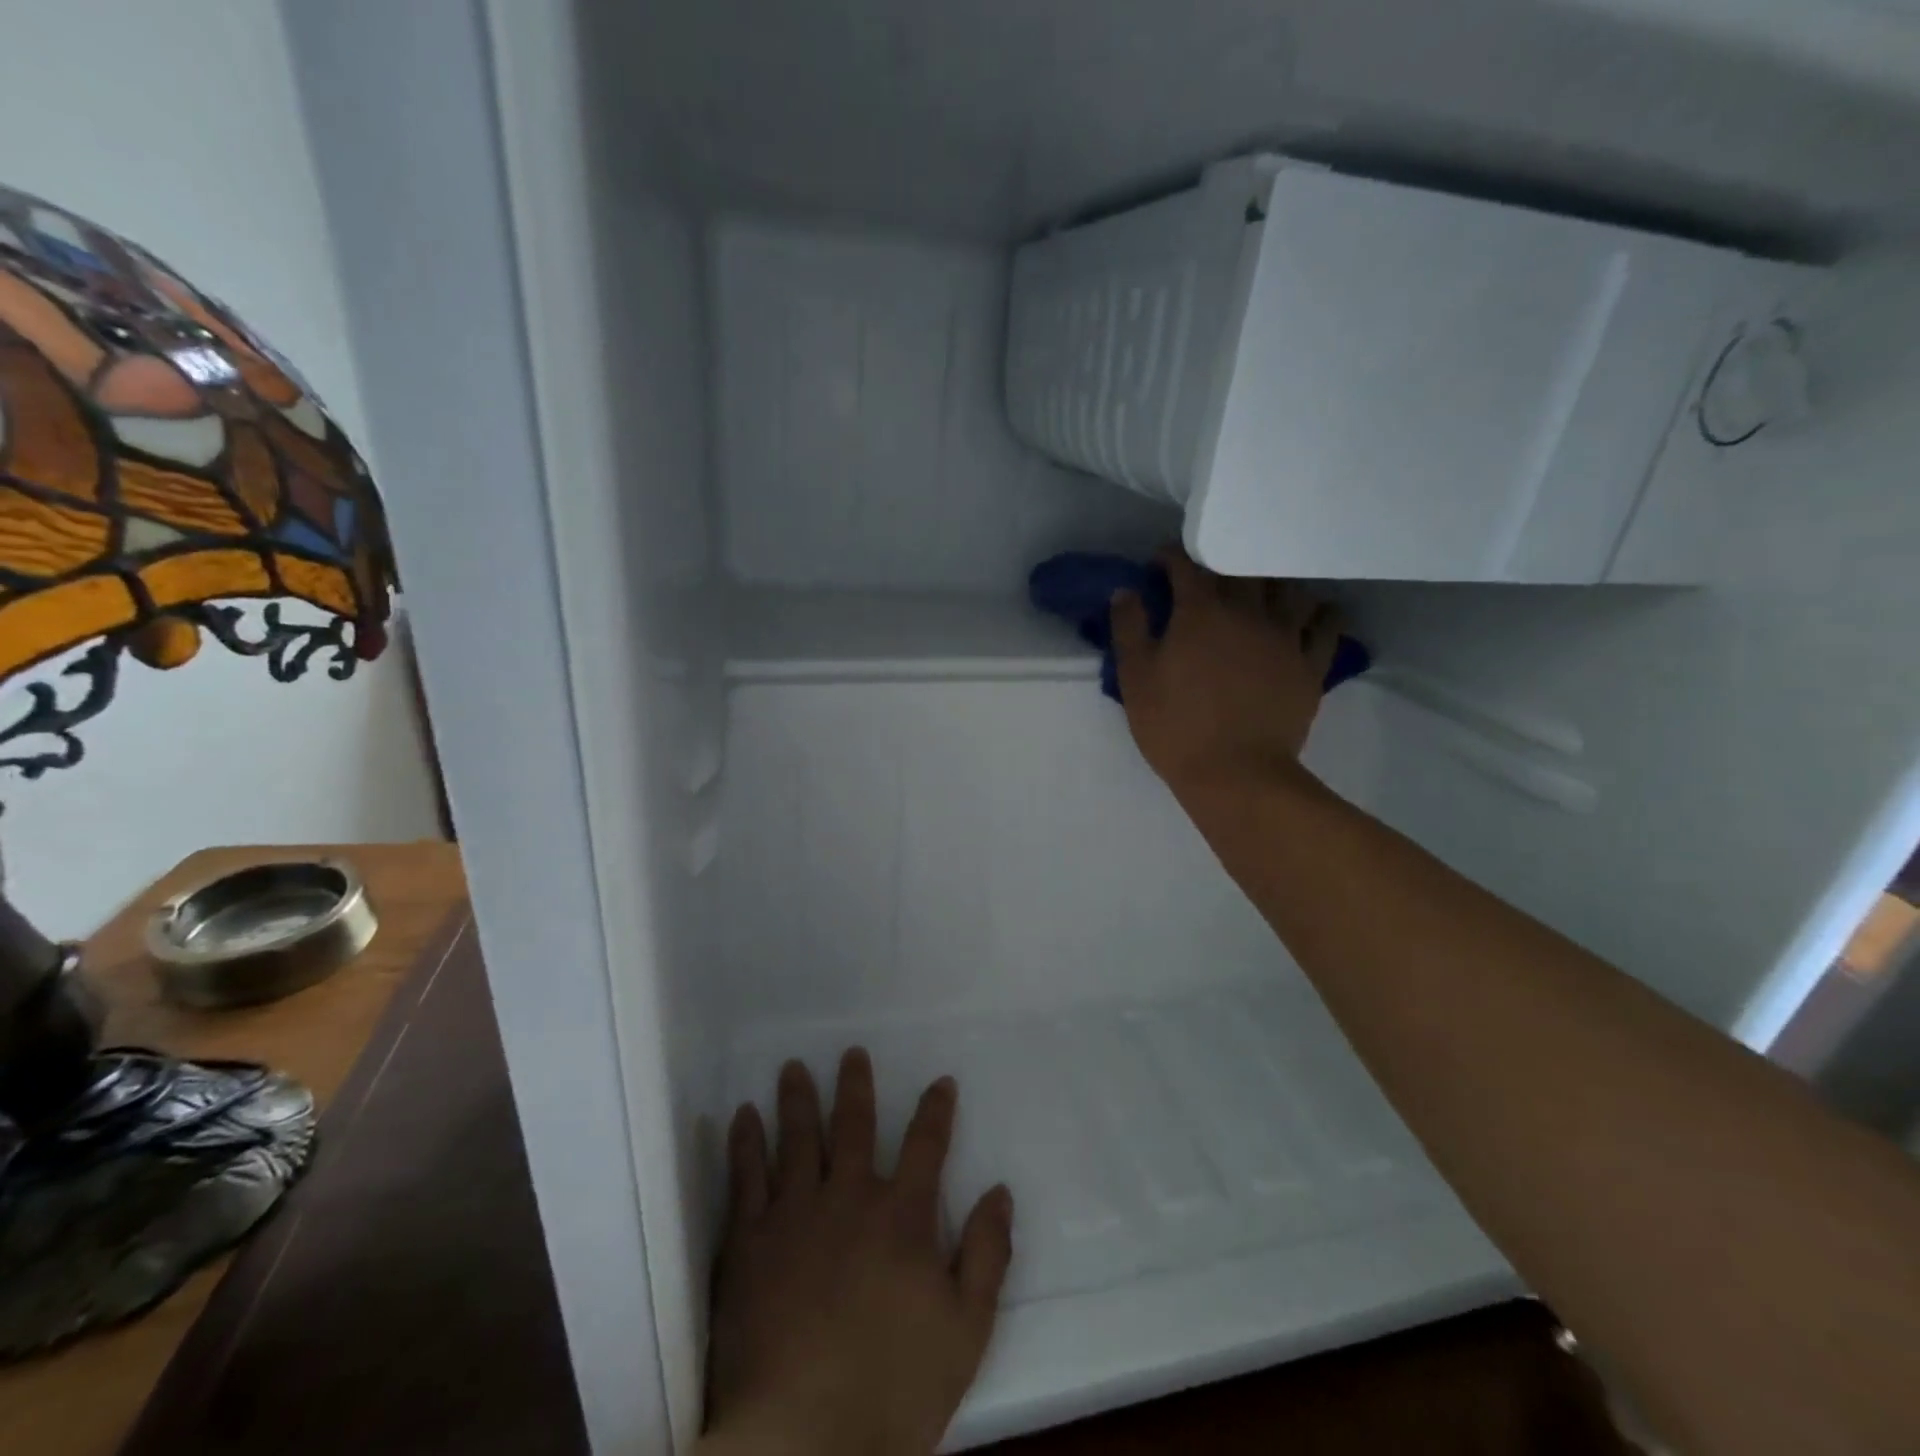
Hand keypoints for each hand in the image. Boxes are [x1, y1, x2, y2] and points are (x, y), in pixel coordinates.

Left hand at [702, 1050, 1013, 1455]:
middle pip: (854, 1126)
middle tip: (851, 1051)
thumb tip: (1001, 1191)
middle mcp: (849, 1198)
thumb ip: (986, 1254)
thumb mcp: (965, 1330)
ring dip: (797, 1099)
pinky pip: (746, 1177)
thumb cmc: (893, 1389)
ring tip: (793, 1067)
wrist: (802, 1440)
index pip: (927, 1145)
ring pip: (797, 1139)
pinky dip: (745, 1142)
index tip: (942, 1081)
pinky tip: (742, 1117)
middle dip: (855, 1085)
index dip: (937, 1110)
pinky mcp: (749, 1241)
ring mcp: (794, 1214)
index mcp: (902, 1216)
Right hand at [1111, 546, 1339, 796]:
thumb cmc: (1175, 727)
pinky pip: (1327, 625)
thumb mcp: (1135, 679)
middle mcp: (1248, 611)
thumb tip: (1125, 591)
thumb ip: (1129, 628)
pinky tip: (1312, 614)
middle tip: (1211, 576)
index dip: (1172, 557)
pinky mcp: (1312, 664)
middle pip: (1243, 566)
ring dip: (1273, 581)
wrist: (1235, 774)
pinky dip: (1321, 613)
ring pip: (1290, 587)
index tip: (1161, 564)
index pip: (1188, 564)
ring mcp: (1286, 636)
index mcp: (1201, 612)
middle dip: (1223, 562)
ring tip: (1262, 591)